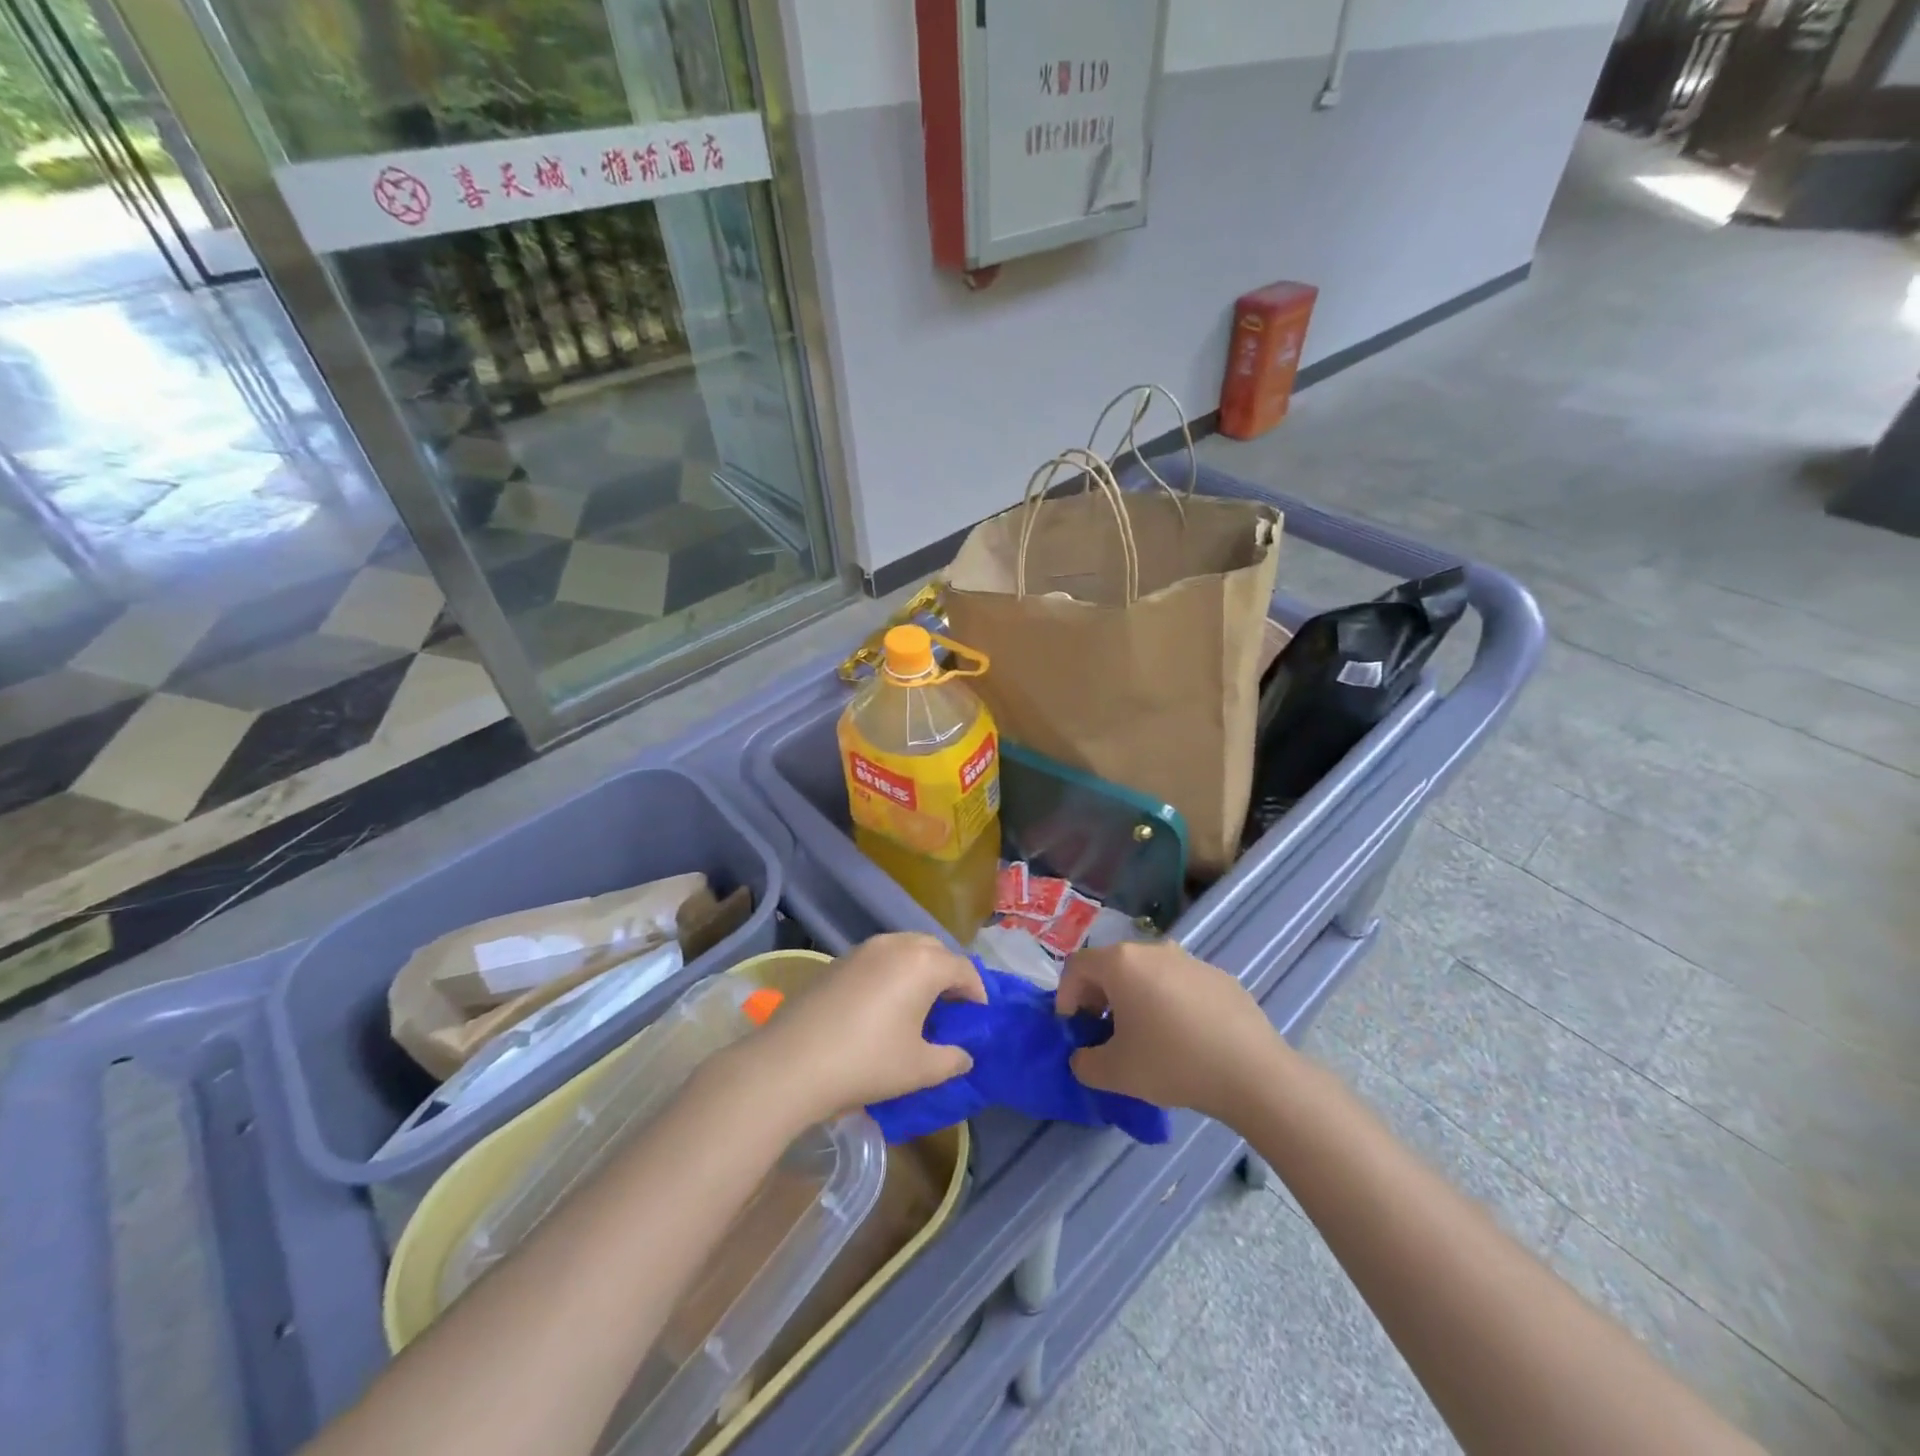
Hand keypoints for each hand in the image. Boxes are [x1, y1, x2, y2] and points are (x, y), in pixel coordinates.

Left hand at [747, 933, 986, 1122]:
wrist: (791, 1062)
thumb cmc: (866, 1062)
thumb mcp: (919, 1069)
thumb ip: (951, 1059)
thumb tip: (963, 1055)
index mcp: (923, 964)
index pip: (963, 969)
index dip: (977, 993)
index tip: (979, 1018)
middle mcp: (896, 945)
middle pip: (934, 950)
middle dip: (949, 975)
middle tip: (951, 1009)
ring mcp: (863, 949)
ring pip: (904, 949)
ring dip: (919, 970)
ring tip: (918, 1006)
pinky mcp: (838, 961)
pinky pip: (878, 958)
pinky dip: (892, 973)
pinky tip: (883, 1006)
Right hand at [1056, 941, 1285, 1120]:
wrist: (1251, 1071)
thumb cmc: (1172, 1062)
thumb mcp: (1115, 1073)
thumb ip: (1085, 1063)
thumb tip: (1084, 1057)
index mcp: (1121, 963)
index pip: (1077, 967)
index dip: (1066, 996)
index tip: (1073, 1028)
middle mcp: (1153, 950)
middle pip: (1112, 965)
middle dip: (1099, 997)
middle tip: (1103, 1032)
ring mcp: (1189, 960)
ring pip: (1147, 973)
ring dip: (1134, 998)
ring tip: (1144, 1036)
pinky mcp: (1218, 976)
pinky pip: (1180, 984)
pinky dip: (1169, 1002)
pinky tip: (1184, 1038)